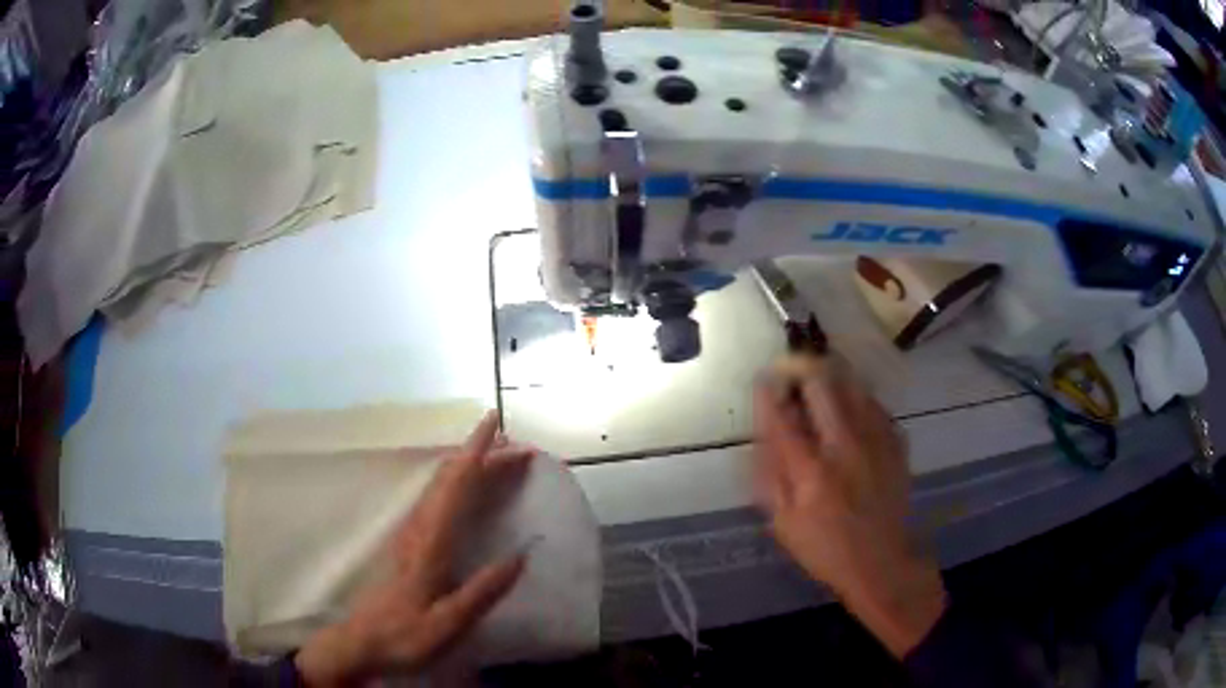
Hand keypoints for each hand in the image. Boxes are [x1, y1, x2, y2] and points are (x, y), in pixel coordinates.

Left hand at [295, 411, 533, 684]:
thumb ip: (483, 590)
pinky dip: (458, 484)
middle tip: (519, 449)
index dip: (477, 451)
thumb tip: (521, 556)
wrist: (364, 640)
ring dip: (470, 467)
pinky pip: (437, 499)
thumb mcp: (449, 622)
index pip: (456, 484)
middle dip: (482, 455)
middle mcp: (419, 527)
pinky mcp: (410, 542)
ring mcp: (412, 532)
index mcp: (431, 542)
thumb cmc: (406, 634)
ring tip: (501, 462)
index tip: (495, 421)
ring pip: (441, 485)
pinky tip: (468, 491)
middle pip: (449, 477)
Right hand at [754, 354, 945, 657]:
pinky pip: (874, 404)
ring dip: (831, 378)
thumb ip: (769, 476)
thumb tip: (760, 435)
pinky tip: (850, 408)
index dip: (769, 393)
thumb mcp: (784, 523)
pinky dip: (857, 397)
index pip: (783, 417)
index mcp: (811, 471)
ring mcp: (875, 441)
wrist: (882, 562)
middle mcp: (845, 446)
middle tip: (793, 373)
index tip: (763, 380)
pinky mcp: (896, 442)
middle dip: (802, 371)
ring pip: (852, 385)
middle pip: (822, 386)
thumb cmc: (826, 549)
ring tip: (820, 383)